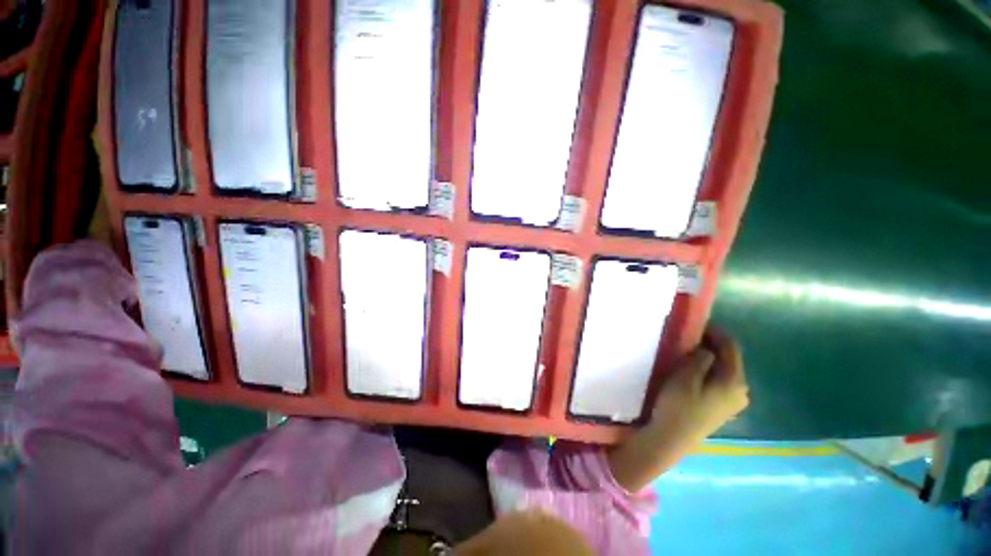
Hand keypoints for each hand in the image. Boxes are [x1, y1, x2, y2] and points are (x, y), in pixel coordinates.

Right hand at [608, 330, 747, 491]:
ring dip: (709, 358)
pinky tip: (693, 372)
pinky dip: (708, 371)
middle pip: (730, 359)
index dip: (716, 332)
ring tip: (689, 352)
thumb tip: (708, 349)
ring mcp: (732, 402)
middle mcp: (740, 391)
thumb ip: (700, 358)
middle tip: (689, 337)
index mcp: (734, 381)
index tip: (697, 323)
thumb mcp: (685, 377)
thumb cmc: (678, 406)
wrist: (671, 439)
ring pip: (724, 371)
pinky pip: (719, 381)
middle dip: (712, 345)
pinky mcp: (721, 408)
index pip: (731, 347)